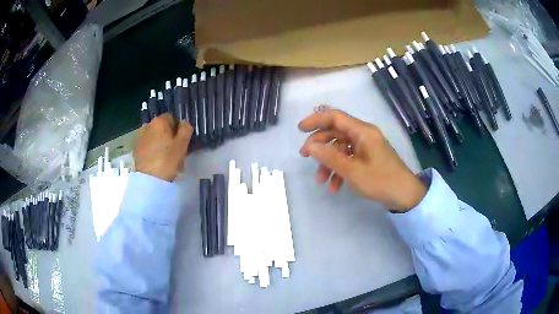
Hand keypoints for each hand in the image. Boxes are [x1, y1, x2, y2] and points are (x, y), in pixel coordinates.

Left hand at [134, 114, 192, 181]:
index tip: (182, 142)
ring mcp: (140, 138)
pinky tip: (159, 164)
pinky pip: (149, 147)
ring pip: (156, 139)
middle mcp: (147, 126)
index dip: (179, 129)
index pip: (172, 118)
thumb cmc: (167, 160)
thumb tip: (184, 122)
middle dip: (170, 139)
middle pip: (163, 129)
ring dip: (163, 146)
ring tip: (168, 161)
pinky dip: (154, 152)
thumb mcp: (182, 144)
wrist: (148, 180)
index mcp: (159, 121)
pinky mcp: (136, 150)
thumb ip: (186, 129)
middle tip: (178, 154)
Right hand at [299, 109, 426, 211]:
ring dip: (328, 162)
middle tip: (305, 156)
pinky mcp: (368, 158)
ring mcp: (366, 147)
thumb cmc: (380, 180)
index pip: (335, 117)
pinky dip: (339, 170)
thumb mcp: (352, 171)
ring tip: (320, 180)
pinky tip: (334, 186)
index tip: (300, 129)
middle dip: (319, 144)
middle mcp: (364, 135)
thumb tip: (310, 146)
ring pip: (340, 148)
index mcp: (362, 131)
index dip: (316, 120)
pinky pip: (349, 158)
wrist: (404, 195)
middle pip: (336, 132)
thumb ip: (330, 157)